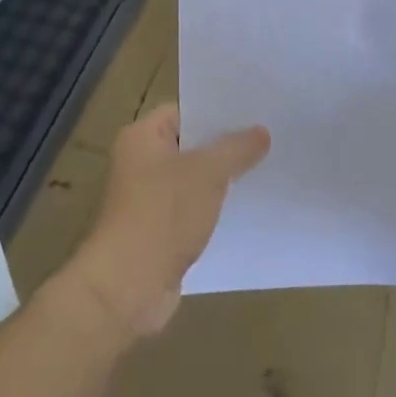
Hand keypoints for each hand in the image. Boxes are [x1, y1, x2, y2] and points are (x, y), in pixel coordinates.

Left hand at [62, 104, 269, 340]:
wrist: (128, 285)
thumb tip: (261, 132)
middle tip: (267, 140)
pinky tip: (244, 209)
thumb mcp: (208, 173)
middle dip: (224, 146)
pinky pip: (190, 210)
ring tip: (264, 171)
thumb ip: (236, 149)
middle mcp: (139, 163)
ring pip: (192, 180)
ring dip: (221, 180)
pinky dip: (212, 210)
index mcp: (142, 137)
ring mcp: (146, 199)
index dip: (216, 111)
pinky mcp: (156, 231)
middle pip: (189, 145)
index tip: (253, 113)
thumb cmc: (163, 214)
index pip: (183, 111)